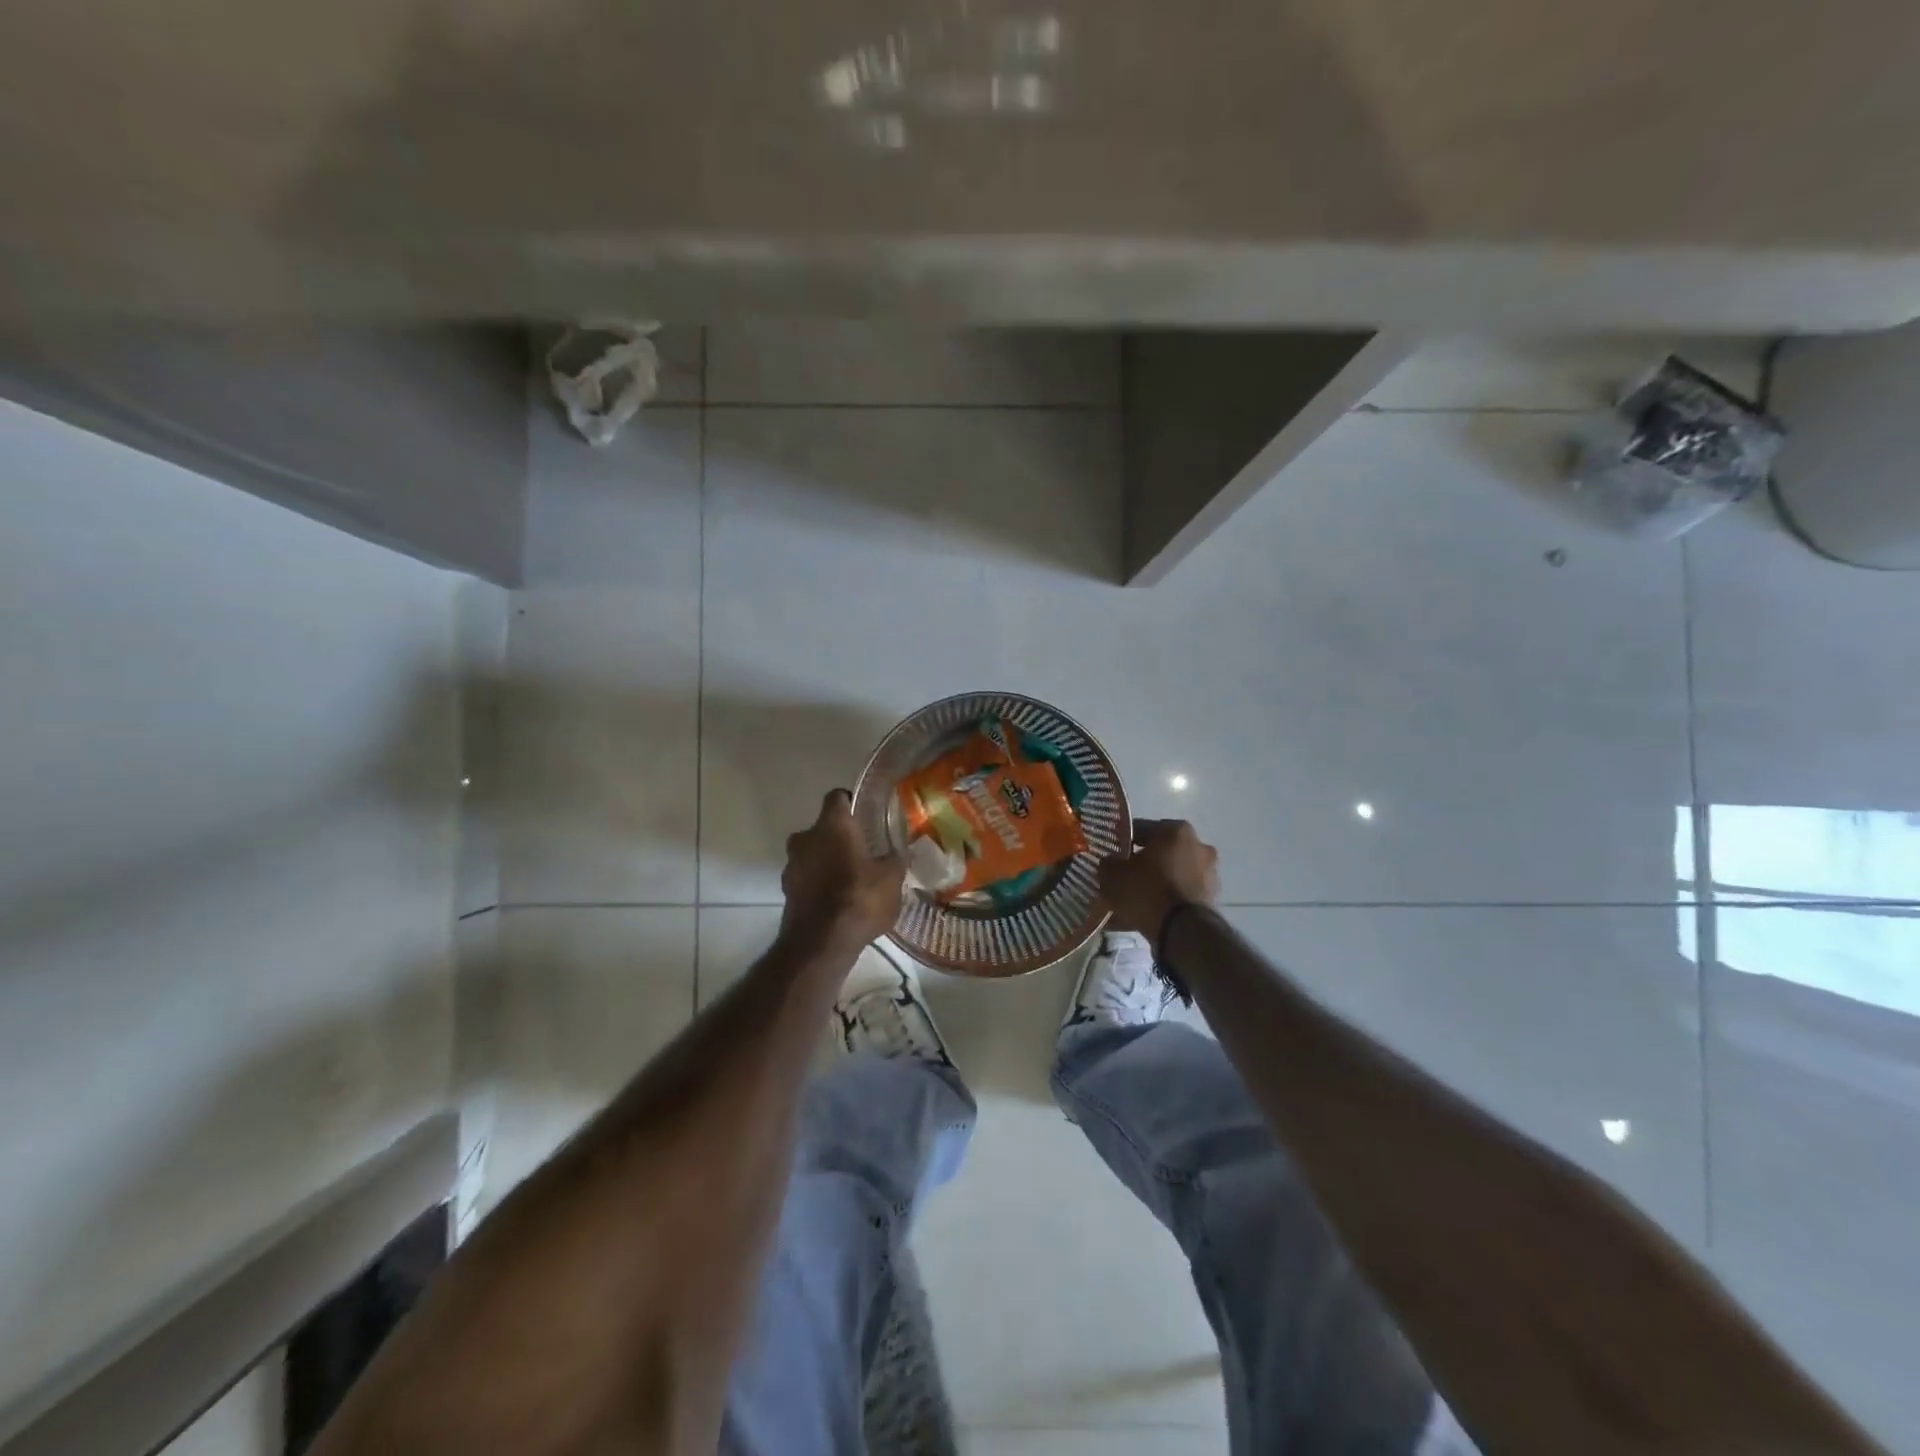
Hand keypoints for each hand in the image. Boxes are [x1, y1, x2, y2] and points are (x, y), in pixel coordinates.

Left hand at [781, 789, 904, 945]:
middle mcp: (805, 838)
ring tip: (851, 879)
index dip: (851, 803)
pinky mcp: (786, 892)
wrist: (821, 943)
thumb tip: (901, 851)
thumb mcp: (892, 878)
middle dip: (839, 837)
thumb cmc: (859, 897)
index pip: (837, 797)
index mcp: (831, 825)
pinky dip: (819, 885)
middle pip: (821, 828)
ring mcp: (791, 866)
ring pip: (811, 855)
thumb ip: (895, 859)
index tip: (865, 814)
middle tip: (862, 850)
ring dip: (827, 862)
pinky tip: (838, 901)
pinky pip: (806, 880)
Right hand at [1099, 819, 1219, 944]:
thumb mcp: (1113, 874)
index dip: (1122, 842)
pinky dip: (1165, 902)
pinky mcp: (1211, 899)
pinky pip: (1180, 896)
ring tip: (1133, 901)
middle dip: (1142, 864)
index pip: (1141, 829)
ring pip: (1171, 875)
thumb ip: (1108, 863)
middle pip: (1160, 852)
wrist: (1182, 931)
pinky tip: (1146, 915)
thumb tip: (1110, 863)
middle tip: (1122, 878)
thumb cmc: (1147, 890)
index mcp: (1175, 830)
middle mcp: (1198, 846)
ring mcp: (1208, 874)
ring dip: (1155, 884)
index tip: (1110, 854)